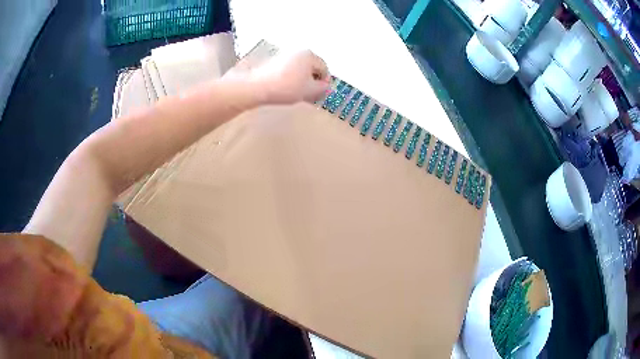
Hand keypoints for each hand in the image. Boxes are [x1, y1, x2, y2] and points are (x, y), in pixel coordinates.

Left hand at [227, 49, 329, 104]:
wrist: (258, 87)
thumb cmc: (286, 87)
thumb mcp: (309, 90)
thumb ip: (322, 88)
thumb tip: (325, 86)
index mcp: (309, 55)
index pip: (324, 68)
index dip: (324, 82)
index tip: (320, 93)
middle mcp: (298, 51)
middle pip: (312, 66)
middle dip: (313, 80)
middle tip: (310, 94)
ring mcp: (285, 55)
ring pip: (300, 68)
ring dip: (302, 79)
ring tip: (297, 92)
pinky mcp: (274, 61)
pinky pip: (289, 69)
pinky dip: (291, 77)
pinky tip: (286, 88)